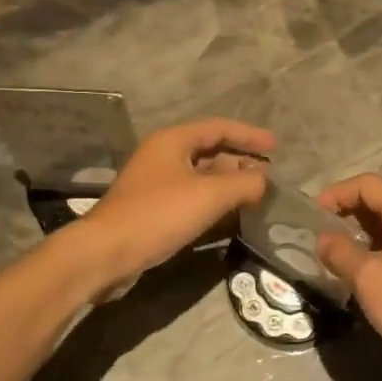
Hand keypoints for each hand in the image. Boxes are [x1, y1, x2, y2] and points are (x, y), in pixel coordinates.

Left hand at [80, 118, 273, 280]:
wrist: (106, 253)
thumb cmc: (158, 214)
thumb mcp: (209, 195)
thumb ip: (244, 183)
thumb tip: (265, 181)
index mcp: (173, 140)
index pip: (218, 127)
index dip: (249, 135)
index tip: (275, 146)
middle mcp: (162, 155)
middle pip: (209, 150)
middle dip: (240, 160)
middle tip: (269, 175)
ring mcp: (155, 183)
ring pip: (200, 175)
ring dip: (228, 183)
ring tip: (255, 195)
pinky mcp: (152, 208)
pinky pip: (191, 196)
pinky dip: (213, 200)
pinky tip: (229, 214)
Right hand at [316, 173, 381, 380]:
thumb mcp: (368, 279)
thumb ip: (340, 252)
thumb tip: (323, 238)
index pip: (367, 184)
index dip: (336, 194)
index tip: (311, 216)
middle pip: (379, 201)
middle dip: (346, 213)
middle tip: (319, 237)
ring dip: (359, 235)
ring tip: (335, 257)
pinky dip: (376, 251)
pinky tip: (362, 275)